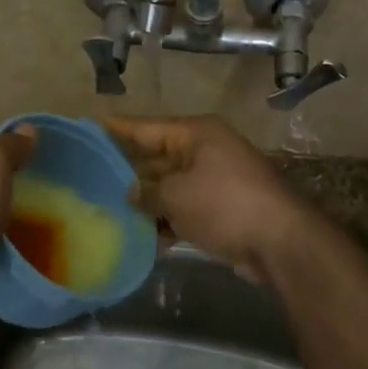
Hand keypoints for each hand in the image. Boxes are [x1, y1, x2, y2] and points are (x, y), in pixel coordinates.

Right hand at [99, 115, 320, 279]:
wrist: (280, 241)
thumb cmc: (224, 204)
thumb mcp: (176, 195)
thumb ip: (147, 192)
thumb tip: (131, 192)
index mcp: (195, 134)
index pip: (145, 127)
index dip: (116, 129)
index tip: (88, 127)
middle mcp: (205, 150)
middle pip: (156, 156)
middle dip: (127, 170)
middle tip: (89, 179)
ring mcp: (215, 180)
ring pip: (169, 186)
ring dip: (145, 201)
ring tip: (107, 211)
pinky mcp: (221, 208)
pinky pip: (184, 208)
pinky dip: (166, 220)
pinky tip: (141, 237)